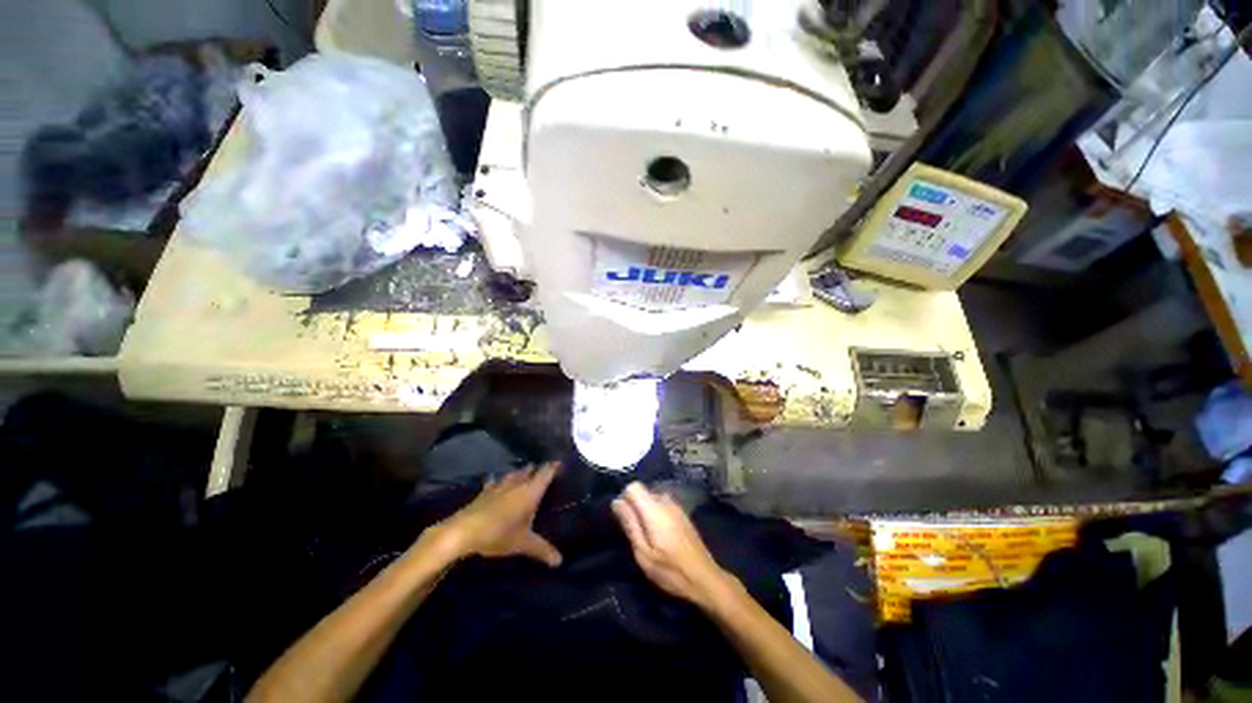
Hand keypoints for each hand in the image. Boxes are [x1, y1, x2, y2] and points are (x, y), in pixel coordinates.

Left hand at [436, 463, 562, 567]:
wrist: (463, 532)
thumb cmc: (498, 534)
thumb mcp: (523, 544)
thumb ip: (542, 550)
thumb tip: (560, 561)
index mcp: (531, 491)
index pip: (546, 472)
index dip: (554, 466)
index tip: (561, 463)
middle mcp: (518, 483)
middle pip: (531, 470)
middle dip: (539, 469)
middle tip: (547, 471)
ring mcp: (500, 485)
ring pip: (515, 473)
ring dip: (522, 472)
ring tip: (527, 474)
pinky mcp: (486, 491)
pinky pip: (497, 481)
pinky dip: (501, 481)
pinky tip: (498, 483)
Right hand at [612, 482, 733, 608]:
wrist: (704, 578)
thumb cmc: (671, 570)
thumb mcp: (643, 552)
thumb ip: (630, 524)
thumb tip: (617, 501)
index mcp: (654, 508)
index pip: (634, 486)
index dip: (625, 499)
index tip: (624, 520)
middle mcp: (666, 501)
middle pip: (643, 492)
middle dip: (635, 507)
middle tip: (635, 533)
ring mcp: (677, 506)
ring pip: (653, 498)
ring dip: (646, 512)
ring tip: (648, 537)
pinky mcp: (683, 514)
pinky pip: (663, 505)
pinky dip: (657, 515)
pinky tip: (661, 537)